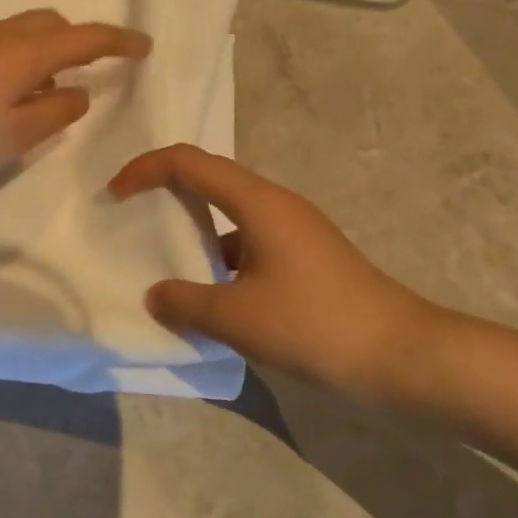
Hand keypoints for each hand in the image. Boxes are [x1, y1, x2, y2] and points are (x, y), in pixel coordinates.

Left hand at [0, 10, 150, 189]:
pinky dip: (13, 57)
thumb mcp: (12, 138)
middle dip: (77, 41)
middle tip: (88, 71)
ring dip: (42, 51)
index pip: (85, 38)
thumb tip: (79, 92)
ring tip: (41, 91)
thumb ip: (53, 113)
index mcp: (23, 52)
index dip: (118, 41)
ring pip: (19, 31)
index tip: (144, 46)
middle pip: (50, 24)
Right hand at [107, 144, 449, 405]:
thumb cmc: (315, 324)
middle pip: (209, 178)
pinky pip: (249, 240)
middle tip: (131, 216)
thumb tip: (155, 295)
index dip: (145, 168)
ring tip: (163, 259)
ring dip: (194, 228)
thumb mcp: (238, 318)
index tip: (115, 194)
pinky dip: (220, 255)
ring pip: (230, 212)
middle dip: (165, 191)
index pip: (189, 162)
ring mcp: (295, 229)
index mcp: (257, 202)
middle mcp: (275, 203)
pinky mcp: (306, 255)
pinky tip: (210, 293)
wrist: (402, 355)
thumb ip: (186, 303)